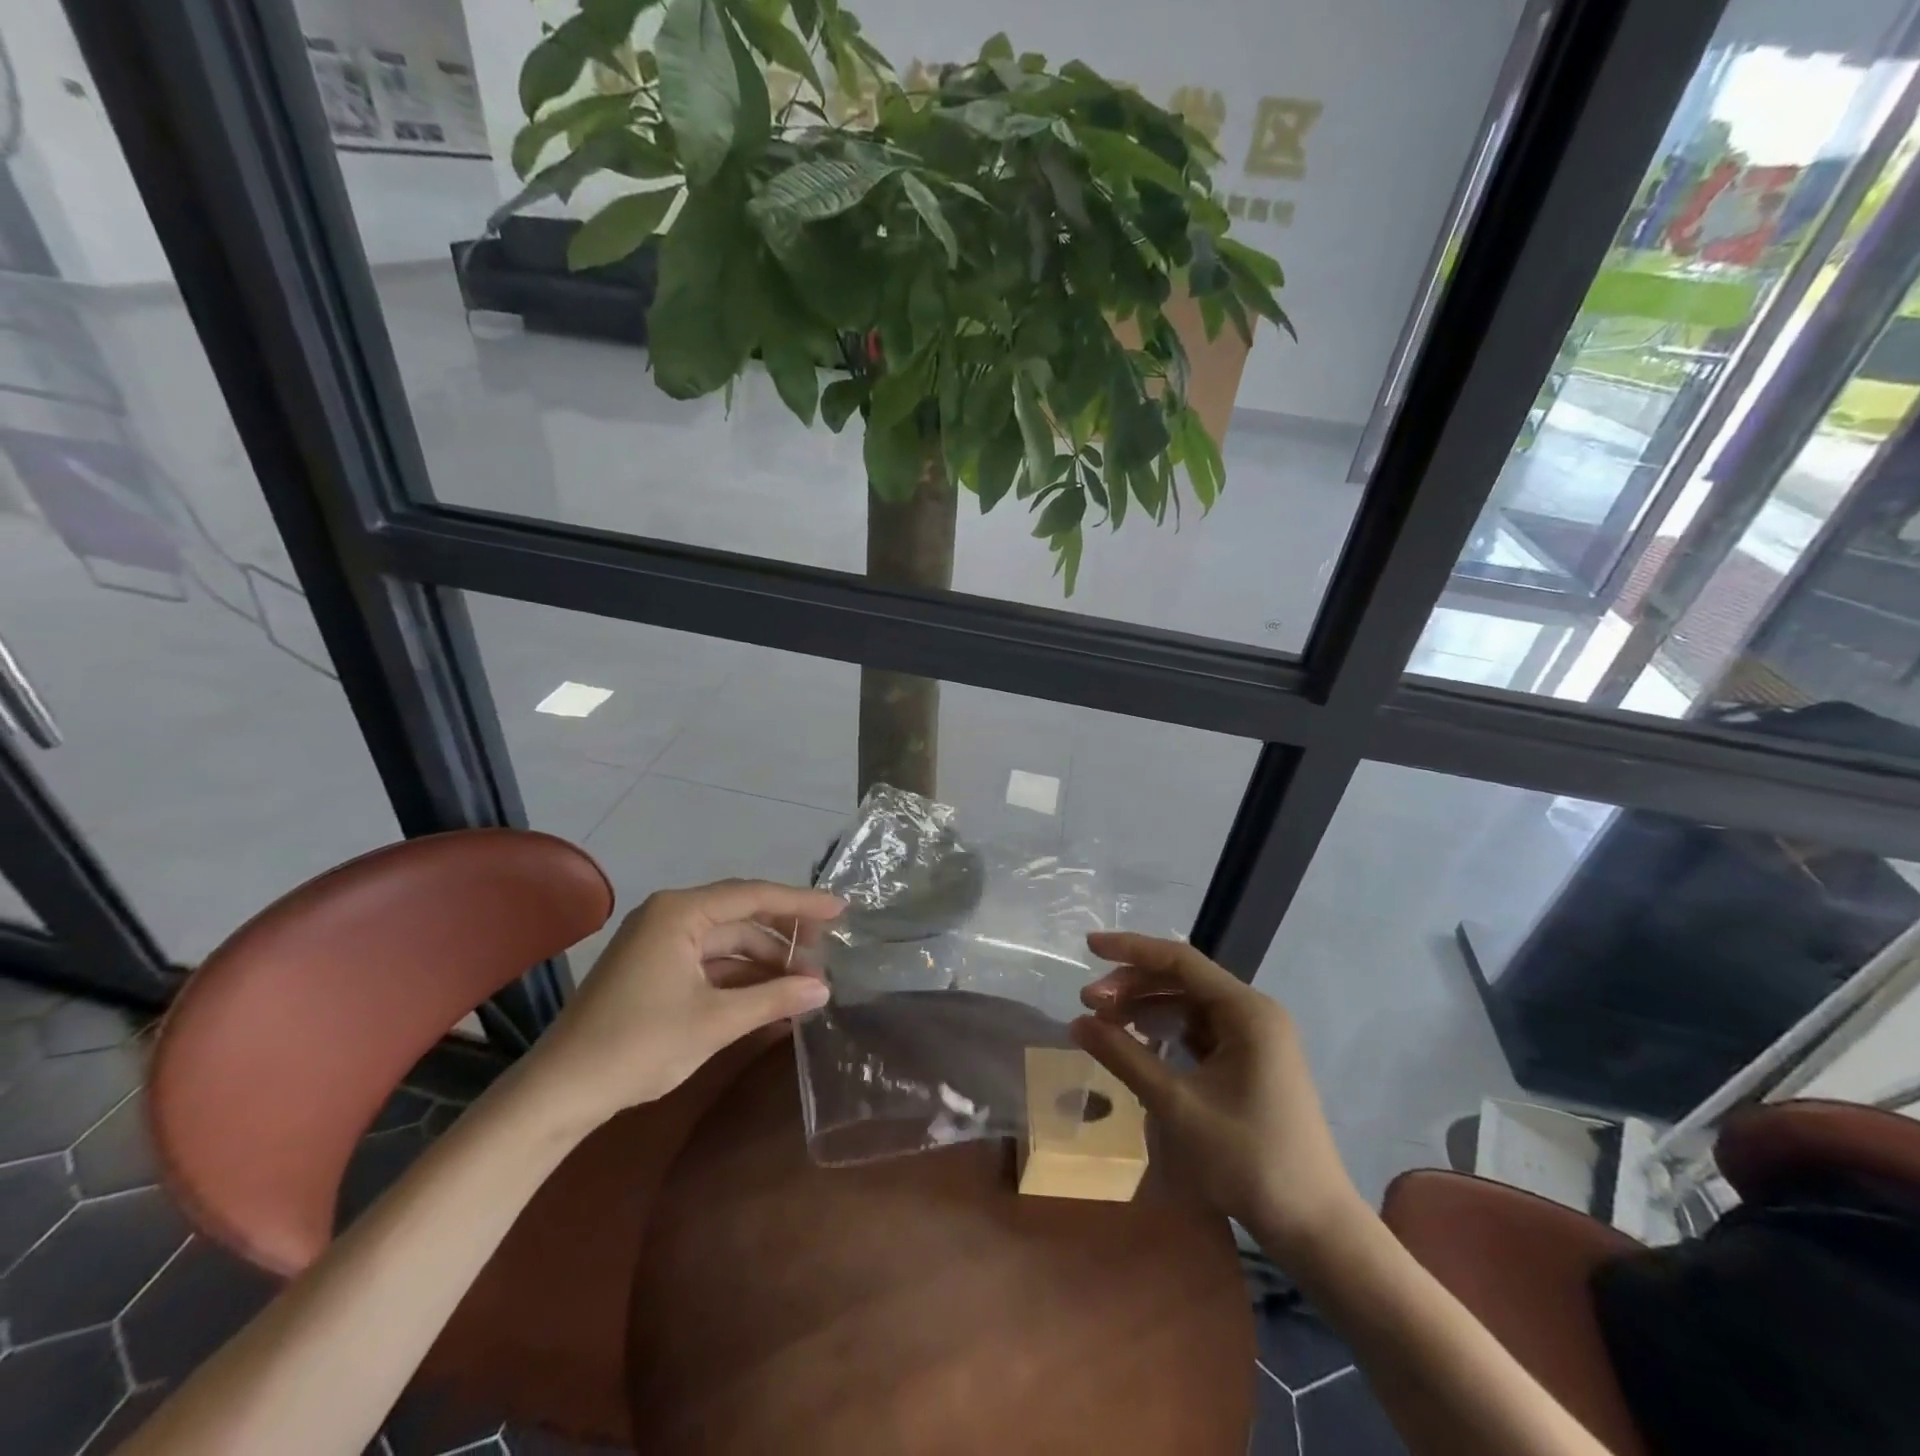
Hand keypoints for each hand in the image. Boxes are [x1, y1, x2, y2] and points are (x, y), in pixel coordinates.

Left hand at [518, 879, 841, 1128]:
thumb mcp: (715, 1021)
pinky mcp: (653, 969)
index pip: (753, 896)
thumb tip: (825, 989)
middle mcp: (669, 916)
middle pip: (741, 915)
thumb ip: (774, 999)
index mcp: (679, 912)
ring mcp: (659, 942)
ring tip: (804, 984)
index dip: (801, 903)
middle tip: (827, 953)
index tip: (841, 910)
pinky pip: (708, 962)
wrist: (559, 1093)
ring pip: (726, 941)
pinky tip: (769, 997)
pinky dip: (739, 977)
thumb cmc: (638, 1045)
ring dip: (764, 961)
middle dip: (785, 936)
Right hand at [1071, 932, 1364, 1260]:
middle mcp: (1254, 1014)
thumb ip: (1125, 1057)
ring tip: (1105, 1022)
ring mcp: (1255, 1039)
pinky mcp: (1250, 1063)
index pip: (1180, 961)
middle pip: (1183, 980)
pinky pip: (1200, 1030)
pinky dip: (1166, 1030)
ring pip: (1189, 1005)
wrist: (1313, 1226)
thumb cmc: (1247, 1160)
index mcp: (1247, 1011)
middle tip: (1089, 1002)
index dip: (1130, 949)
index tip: (1089, 947)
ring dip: (1146, 1007)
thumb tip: (1076, 1022)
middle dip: (1133, 985)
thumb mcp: (1177, 1105)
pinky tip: (1138, 1041)